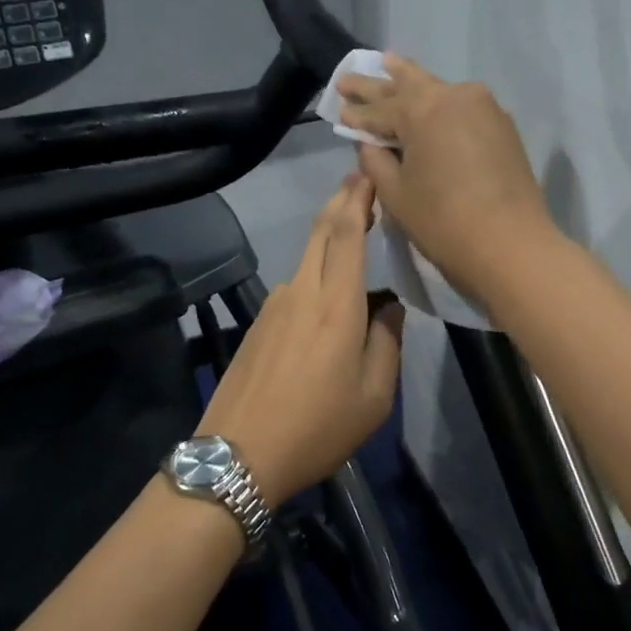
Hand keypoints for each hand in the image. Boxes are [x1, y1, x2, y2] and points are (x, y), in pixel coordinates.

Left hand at [196, 175, 403, 506]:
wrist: (240, 455)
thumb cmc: (317, 428)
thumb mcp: (374, 396)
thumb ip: (387, 343)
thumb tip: (390, 309)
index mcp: (337, 305)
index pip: (348, 233)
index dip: (358, 198)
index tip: (369, 174)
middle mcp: (302, 291)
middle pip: (322, 232)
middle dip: (342, 202)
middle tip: (362, 185)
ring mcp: (274, 305)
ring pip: (308, 258)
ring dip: (331, 240)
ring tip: (357, 240)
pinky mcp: (258, 324)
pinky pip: (295, 286)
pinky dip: (317, 275)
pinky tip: (329, 300)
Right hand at [338, 56, 556, 299]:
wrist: (511, 245)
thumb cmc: (443, 222)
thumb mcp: (396, 195)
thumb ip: (375, 161)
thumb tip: (369, 142)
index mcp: (421, 110)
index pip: (378, 108)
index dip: (356, 112)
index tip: (338, 106)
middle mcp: (452, 96)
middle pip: (407, 86)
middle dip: (377, 83)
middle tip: (350, 77)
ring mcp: (482, 106)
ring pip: (437, 88)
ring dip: (410, 79)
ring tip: (389, 63)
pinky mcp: (501, 124)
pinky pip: (461, 103)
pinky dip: (439, 100)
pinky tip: (429, 97)